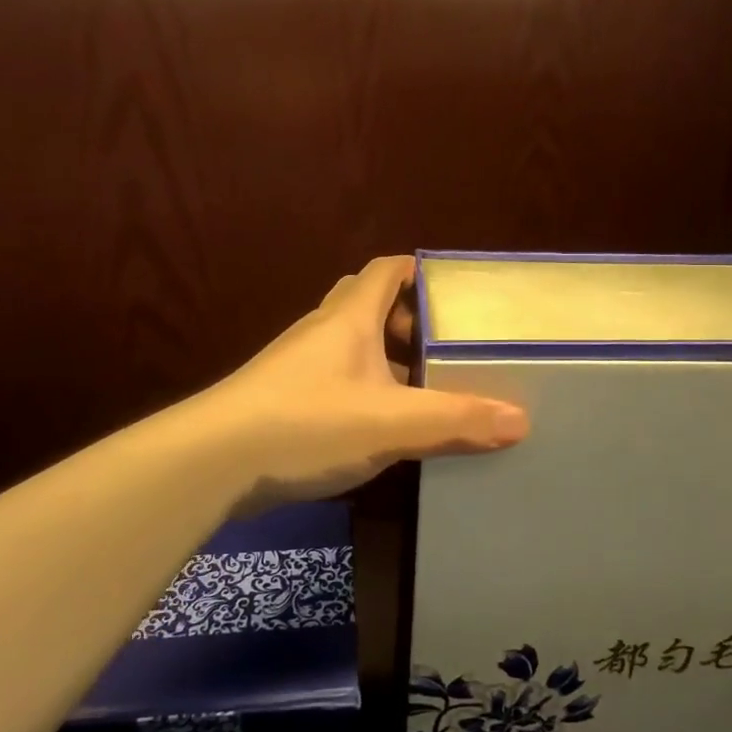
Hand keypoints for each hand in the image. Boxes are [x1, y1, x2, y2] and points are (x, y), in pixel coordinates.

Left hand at [199, 256, 529, 513]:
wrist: (211, 461)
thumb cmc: (306, 423)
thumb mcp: (391, 424)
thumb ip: (455, 420)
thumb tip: (520, 419)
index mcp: (350, 318)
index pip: (387, 270)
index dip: (420, 272)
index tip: (455, 293)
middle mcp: (322, 331)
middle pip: (369, 305)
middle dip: (408, 321)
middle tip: (443, 349)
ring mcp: (297, 364)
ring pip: (352, 346)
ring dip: (387, 360)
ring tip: (423, 391)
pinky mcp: (283, 398)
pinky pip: (336, 379)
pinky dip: (364, 390)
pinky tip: (381, 426)